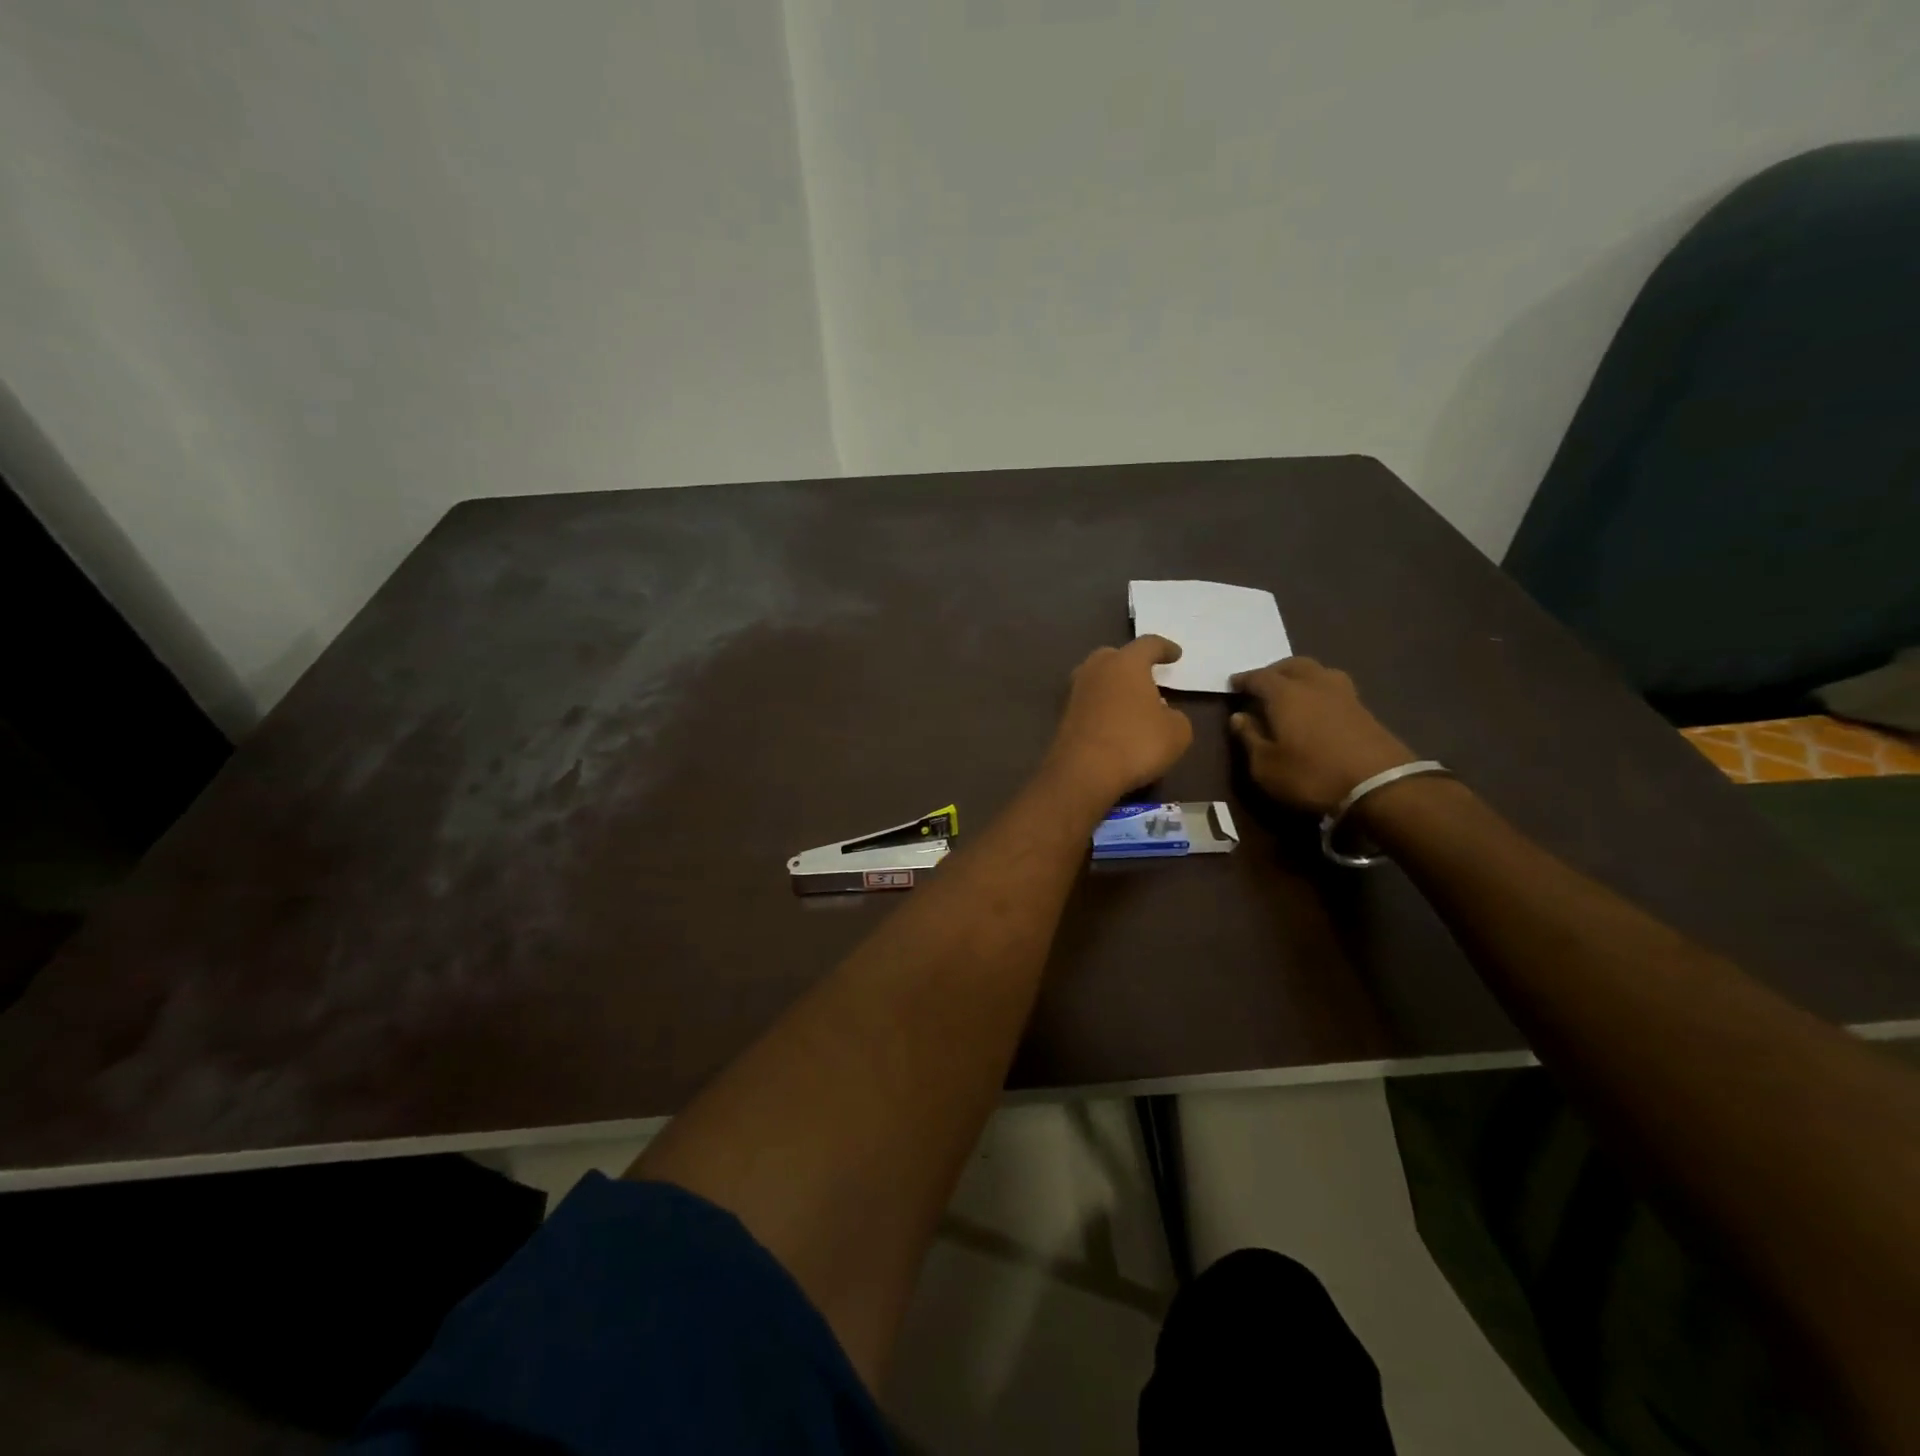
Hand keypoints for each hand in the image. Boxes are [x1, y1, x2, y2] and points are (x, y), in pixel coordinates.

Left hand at [1044, 636, 1193, 803]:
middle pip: (1114, 656)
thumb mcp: (1177, 732)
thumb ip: (1175, 716)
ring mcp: (1074, 692)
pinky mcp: (1062, 716)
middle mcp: (1096, 670)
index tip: (1175, 655)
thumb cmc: (1137, 743)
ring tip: (1130, 702)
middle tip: (1146, 676)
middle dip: (1130, 663)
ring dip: (1113, 686)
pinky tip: (1112, 723)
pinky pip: (1088, 703)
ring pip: (1097, 679)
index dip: (1164, 648)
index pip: (1148, 645)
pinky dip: (1101, 707)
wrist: (1083, 772)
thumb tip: (1163, 714)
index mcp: (1126, 663)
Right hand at [1229, 657, 1414, 814]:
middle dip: (1274, 671)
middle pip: (1292, 665)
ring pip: (1318, 672)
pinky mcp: (1364, 709)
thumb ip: (1249, 738)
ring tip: (1292, 692)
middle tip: (1262, 684)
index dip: (1243, 680)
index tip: (1233, 685)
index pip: (1259, 677)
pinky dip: (1320, 690)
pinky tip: (1317, 707)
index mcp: (1285, 694)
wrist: (1380, 787)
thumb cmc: (1311, 775)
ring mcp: (1344, 694)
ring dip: (1301, 676)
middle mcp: (1314, 684)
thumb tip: (1239, 717)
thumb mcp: (1266, 766)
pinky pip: (1334, 688)